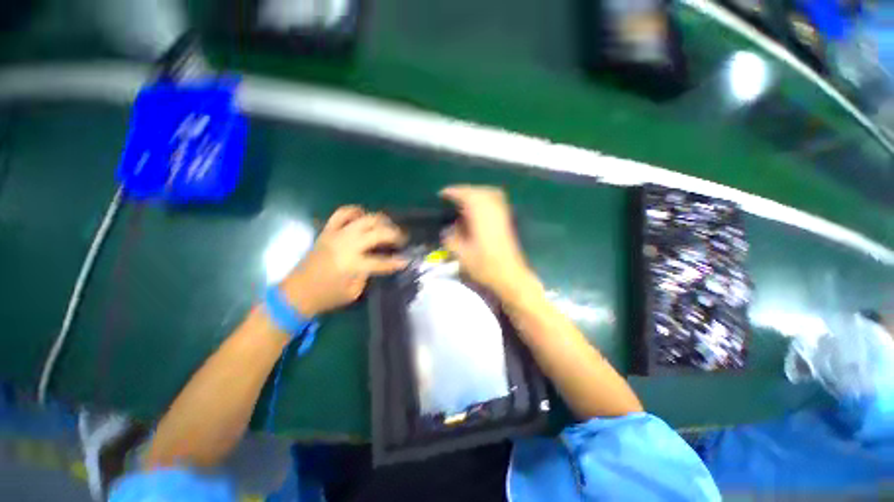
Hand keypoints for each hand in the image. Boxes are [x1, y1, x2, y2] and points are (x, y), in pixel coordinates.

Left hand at [281, 206, 406, 316]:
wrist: (297, 292)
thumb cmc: (327, 296)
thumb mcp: (354, 292)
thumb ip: (368, 274)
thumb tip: (379, 260)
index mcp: (353, 265)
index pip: (383, 261)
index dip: (397, 261)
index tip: (407, 260)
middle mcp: (347, 245)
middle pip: (378, 232)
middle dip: (395, 234)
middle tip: (402, 239)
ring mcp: (336, 235)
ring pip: (365, 218)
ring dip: (381, 220)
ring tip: (388, 226)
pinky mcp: (328, 231)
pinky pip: (343, 213)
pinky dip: (356, 211)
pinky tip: (364, 216)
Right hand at [440, 185, 533, 296]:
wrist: (510, 276)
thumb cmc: (485, 267)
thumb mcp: (462, 255)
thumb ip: (451, 239)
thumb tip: (446, 229)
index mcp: (481, 217)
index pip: (466, 195)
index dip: (453, 192)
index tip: (441, 194)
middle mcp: (493, 211)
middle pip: (478, 191)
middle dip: (463, 191)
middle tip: (451, 197)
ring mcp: (502, 214)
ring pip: (489, 194)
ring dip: (475, 193)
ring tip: (463, 201)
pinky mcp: (506, 220)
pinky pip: (495, 201)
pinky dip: (484, 199)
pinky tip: (477, 209)